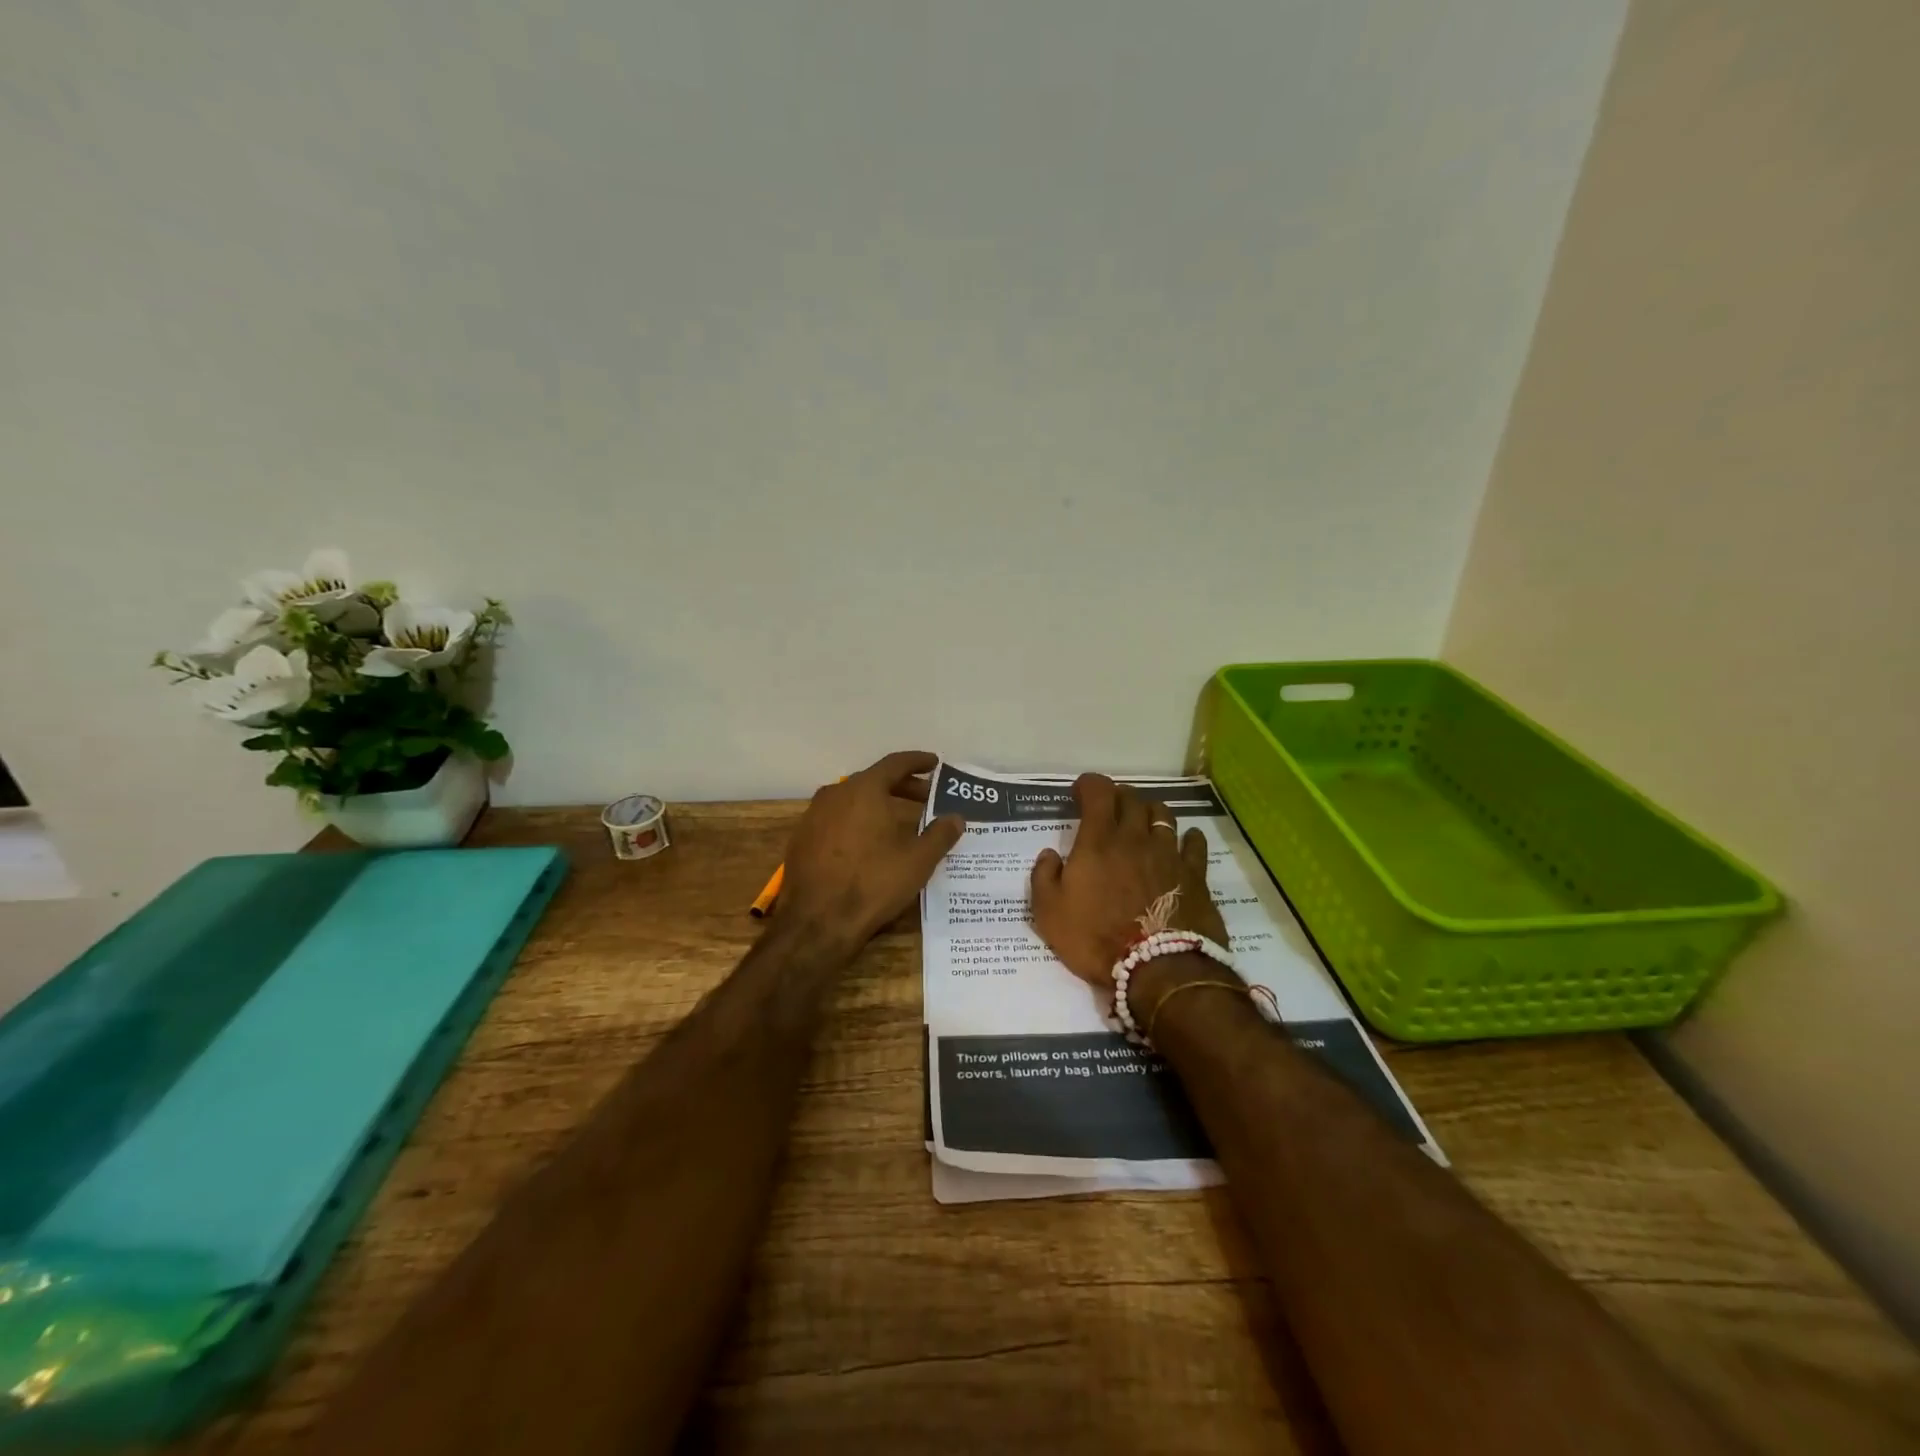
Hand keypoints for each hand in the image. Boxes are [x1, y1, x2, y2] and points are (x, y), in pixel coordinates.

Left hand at [779, 751, 965, 948]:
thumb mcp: (918, 860)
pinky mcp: (802, 839)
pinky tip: (869, 842)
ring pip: (853, 800)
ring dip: (878, 804)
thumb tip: (956, 818)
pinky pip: (836, 819)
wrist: (817, 923)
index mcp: (864, 790)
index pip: (895, 763)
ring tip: (900, 821)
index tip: (934, 763)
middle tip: (925, 798)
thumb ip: (940, 834)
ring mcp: (814, 816)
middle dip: (902, 787)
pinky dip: (857, 821)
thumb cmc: (873, 884)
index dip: (917, 762)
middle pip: (873, 780)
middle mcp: (835, 794)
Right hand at [1029, 774, 1227, 986]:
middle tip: (1108, 807)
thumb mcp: (1049, 913)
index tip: (1080, 792)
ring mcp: (1168, 854)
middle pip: (1131, 798)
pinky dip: (1188, 837)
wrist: (1158, 968)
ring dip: (1149, 811)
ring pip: (1163, 814)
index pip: (1098, 792)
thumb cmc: (1096, 939)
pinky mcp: (1194, 874)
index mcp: (1098, 841)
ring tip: (1143, 821)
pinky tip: (1186, 840)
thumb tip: (1049, 854)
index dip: (1089, 784)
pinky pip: (1194, 844)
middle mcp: (1135, 837)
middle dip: (1117, 796)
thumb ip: (1043, 877)